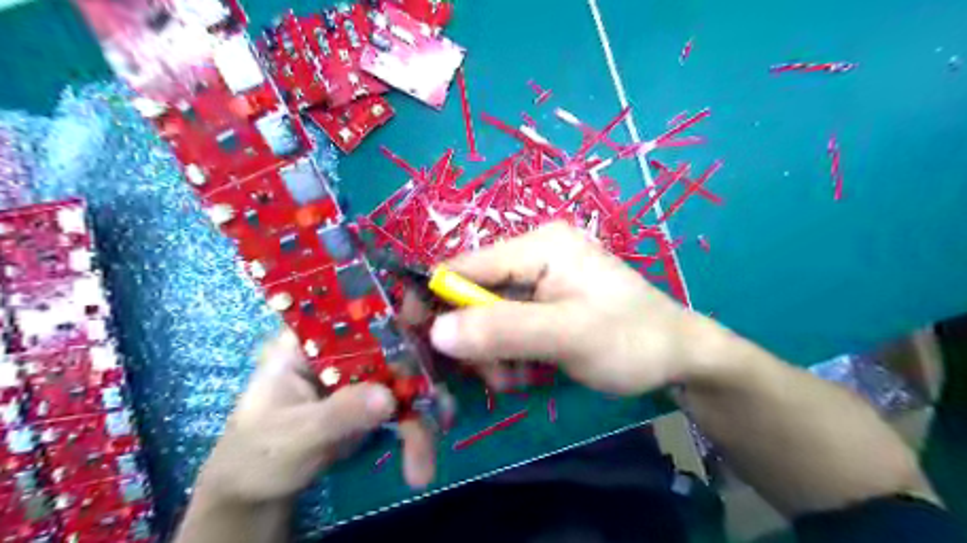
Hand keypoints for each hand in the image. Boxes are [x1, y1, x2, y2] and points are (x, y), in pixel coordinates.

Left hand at [195, 329, 433, 501]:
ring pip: (406, 374)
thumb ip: (337, 415)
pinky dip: (418, 427)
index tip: (424, 322)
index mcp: (308, 340)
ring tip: (423, 463)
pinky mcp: (376, 397)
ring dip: (421, 413)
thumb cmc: (258, 454)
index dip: (391, 309)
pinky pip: (406, 403)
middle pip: (393, 340)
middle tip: (438, 407)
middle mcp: (342, 348)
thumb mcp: (291, 435)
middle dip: (419, 372)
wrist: (259, 492)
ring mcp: (363, 372)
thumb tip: (388, 397)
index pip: (353, 310)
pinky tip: (422, 460)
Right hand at [406, 223, 732, 395]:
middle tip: (495, 375)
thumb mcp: (568, 336)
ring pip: (487, 317)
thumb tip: (436, 333)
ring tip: (519, 377)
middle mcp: (534, 255)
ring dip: (493, 353)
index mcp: (539, 245)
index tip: (416, 339)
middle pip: (474, 294)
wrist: (679, 357)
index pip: (466, 265)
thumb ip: (503, 331)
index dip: (435, 299)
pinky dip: (508, 354)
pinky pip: (507, 327)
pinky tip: (528, 372)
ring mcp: (540, 280)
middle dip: (475, 338)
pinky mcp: (545, 304)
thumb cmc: (631, 340)